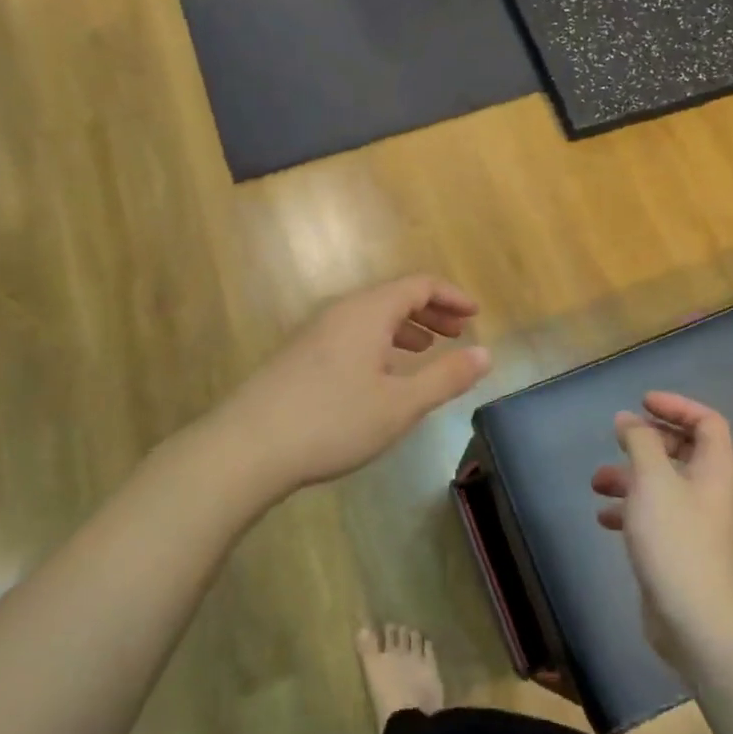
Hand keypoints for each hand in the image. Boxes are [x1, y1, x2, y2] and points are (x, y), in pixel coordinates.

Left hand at [217, 275, 490, 500]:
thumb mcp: (400, 405)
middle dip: (431, 312)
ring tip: (426, 352)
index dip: (451, 296)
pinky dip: (379, 343)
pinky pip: (351, 334)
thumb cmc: (332, 422)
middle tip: (458, 333)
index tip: (475, 315)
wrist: (246, 447)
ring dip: (405, 328)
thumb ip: (446, 378)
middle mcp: (341, 312)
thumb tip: (486, 354)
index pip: (419, 285)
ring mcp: (315, 333)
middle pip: (394, 297)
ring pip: (371, 317)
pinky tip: (382, 376)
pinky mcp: (299, 356)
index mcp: (368, 312)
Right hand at [592, 393, 732, 677]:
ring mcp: (695, 525)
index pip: (707, 422)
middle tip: (618, 441)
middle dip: (647, 442)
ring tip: (596, 483)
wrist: (700, 624)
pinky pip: (654, 518)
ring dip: (630, 478)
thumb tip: (629, 419)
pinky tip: (604, 520)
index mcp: (714, 471)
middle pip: (683, 451)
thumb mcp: (653, 481)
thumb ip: (640, 442)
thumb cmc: (678, 542)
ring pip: (662, 486)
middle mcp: (709, 493)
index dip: (677, 406)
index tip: (642, 403)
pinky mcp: (679, 552)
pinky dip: (629, 511)